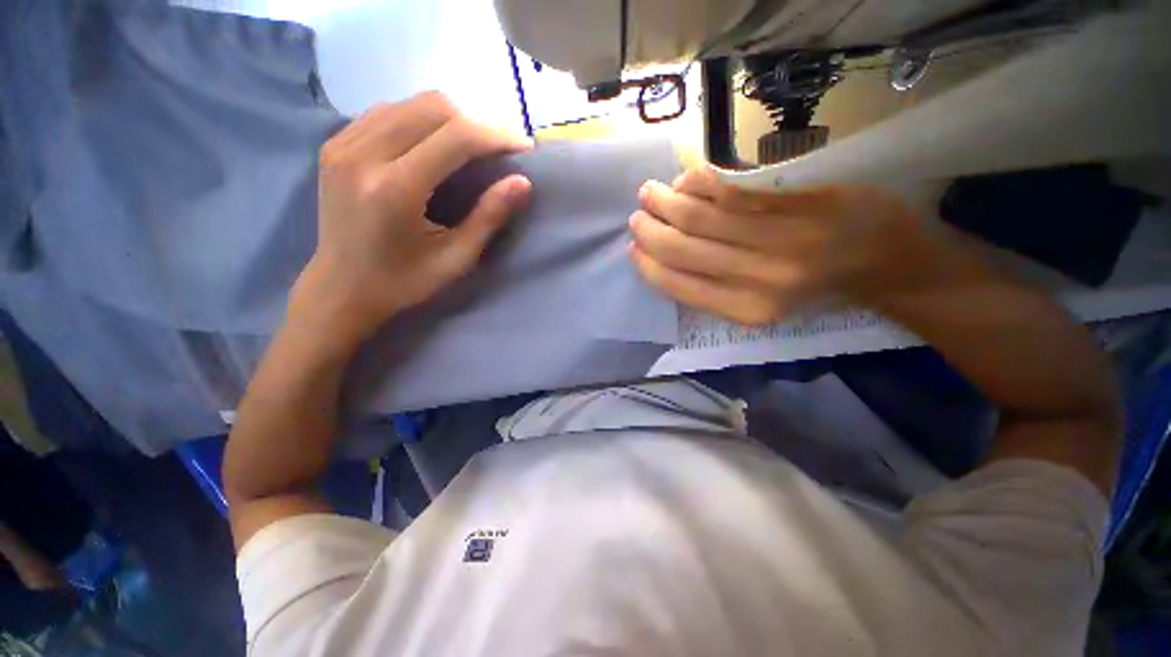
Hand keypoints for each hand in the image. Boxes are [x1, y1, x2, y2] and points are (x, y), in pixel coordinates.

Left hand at [290, 92, 532, 345]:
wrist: (340, 288)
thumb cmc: (403, 282)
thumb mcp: (455, 260)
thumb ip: (488, 218)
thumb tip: (522, 182)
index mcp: (395, 189)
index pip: (455, 136)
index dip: (496, 136)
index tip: (523, 148)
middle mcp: (363, 154)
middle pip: (433, 107)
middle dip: (476, 123)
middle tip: (497, 151)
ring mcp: (342, 143)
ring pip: (410, 103)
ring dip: (450, 120)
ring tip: (471, 148)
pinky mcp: (335, 144)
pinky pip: (387, 112)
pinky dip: (420, 121)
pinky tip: (433, 146)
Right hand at [629, 167, 936, 324]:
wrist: (885, 261)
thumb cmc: (815, 290)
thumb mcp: (759, 307)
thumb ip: (712, 290)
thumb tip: (665, 262)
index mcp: (746, 309)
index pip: (677, 284)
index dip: (648, 264)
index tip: (633, 249)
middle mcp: (759, 278)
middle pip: (683, 247)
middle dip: (650, 230)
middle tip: (638, 215)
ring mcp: (781, 236)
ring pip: (701, 215)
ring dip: (666, 200)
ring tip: (650, 192)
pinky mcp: (799, 200)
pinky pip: (733, 188)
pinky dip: (700, 181)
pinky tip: (686, 180)